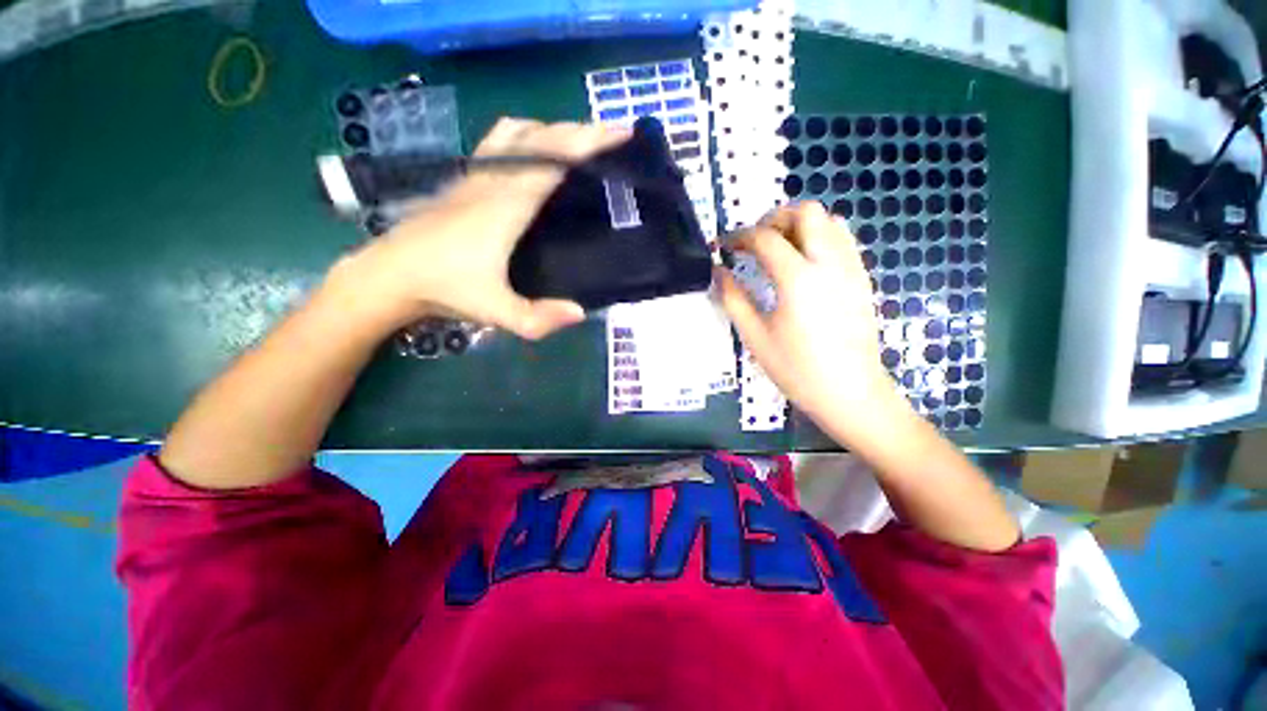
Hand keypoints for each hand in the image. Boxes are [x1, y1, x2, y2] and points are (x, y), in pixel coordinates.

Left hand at [324, 118, 629, 339]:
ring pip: (517, 132)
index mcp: (506, 206)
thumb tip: (580, 312)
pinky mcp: (465, 179)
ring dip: (553, 129)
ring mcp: (476, 175)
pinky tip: (534, 150)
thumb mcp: (497, 313)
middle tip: (613, 136)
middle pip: (540, 139)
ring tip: (579, 142)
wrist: (389, 275)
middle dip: (580, 130)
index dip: (588, 144)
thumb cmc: (445, 290)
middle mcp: (493, 181)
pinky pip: (499, 142)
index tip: (619, 133)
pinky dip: (526, 135)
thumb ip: (538, 318)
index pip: (552, 161)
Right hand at [716, 202, 907, 439]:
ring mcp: (851, 268)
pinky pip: (843, 239)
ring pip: (829, 220)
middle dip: (774, 218)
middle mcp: (829, 262)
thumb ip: (733, 298)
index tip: (724, 247)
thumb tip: (717, 272)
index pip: (765, 238)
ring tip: (778, 249)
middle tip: (754, 242)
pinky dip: (819, 237)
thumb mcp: (755, 336)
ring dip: (799, 225)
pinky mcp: (862, 278)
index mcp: (798, 278)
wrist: (850, 392)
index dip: (739, 237)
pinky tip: (804, 263)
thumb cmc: (797, 369)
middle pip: (805, 212)